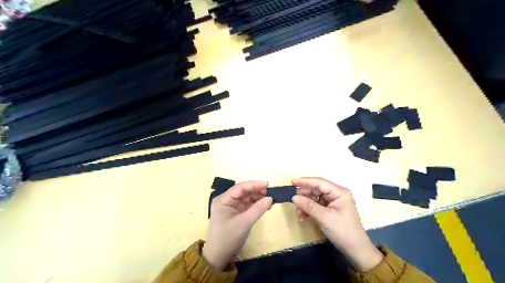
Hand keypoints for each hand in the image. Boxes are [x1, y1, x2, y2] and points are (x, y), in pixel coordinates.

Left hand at [203, 180, 273, 269]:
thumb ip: (258, 209)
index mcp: (223, 199)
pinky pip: (247, 205)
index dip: (254, 184)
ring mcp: (231, 207)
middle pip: (244, 191)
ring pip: (246, 197)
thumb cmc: (228, 238)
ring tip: (270, 199)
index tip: (268, 184)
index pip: (240, 187)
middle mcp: (226, 200)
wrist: (218, 257)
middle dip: (257, 191)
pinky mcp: (236, 213)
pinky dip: (256, 204)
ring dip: (258, 197)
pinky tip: (265, 205)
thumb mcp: (244, 223)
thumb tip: (270, 198)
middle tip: (271, 192)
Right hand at [292, 177, 382, 271]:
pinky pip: (315, 206)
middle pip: (315, 190)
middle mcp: (336, 194)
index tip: (292, 182)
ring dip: (305, 206)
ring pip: (314, 198)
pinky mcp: (330, 209)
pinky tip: (303, 218)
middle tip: (294, 204)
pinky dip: (308, 211)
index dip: (305, 181)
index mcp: (339, 192)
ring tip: (299, 216)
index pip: (319, 182)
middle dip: (304, 197)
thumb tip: (294, 197)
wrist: (356, 250)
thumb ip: (309, 206)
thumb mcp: (325, 218)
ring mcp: (333, 202)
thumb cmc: (343, 231)